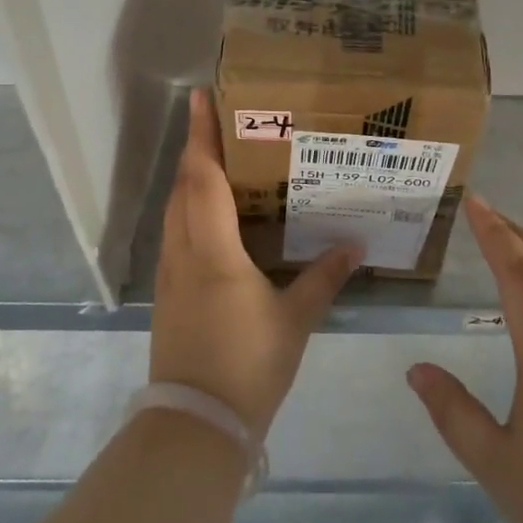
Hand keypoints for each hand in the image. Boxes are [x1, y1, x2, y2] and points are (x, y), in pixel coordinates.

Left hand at [150, 89, 360, 437]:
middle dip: (196, 148)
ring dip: (190, 177)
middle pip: (183, 186)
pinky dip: (189, 207)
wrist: (195, 424)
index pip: (202, 177)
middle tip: (218, 120)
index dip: (201, 135)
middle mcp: (183, 252)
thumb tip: (355, 245)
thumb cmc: (247, 365)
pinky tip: (212, 214)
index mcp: (212, 250)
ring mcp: (169, 273)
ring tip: (218, 157)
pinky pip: (175, 232)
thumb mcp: (295, 320)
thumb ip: (324, 278)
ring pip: (174, 209)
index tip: (200, 97)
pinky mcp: (167, 293)